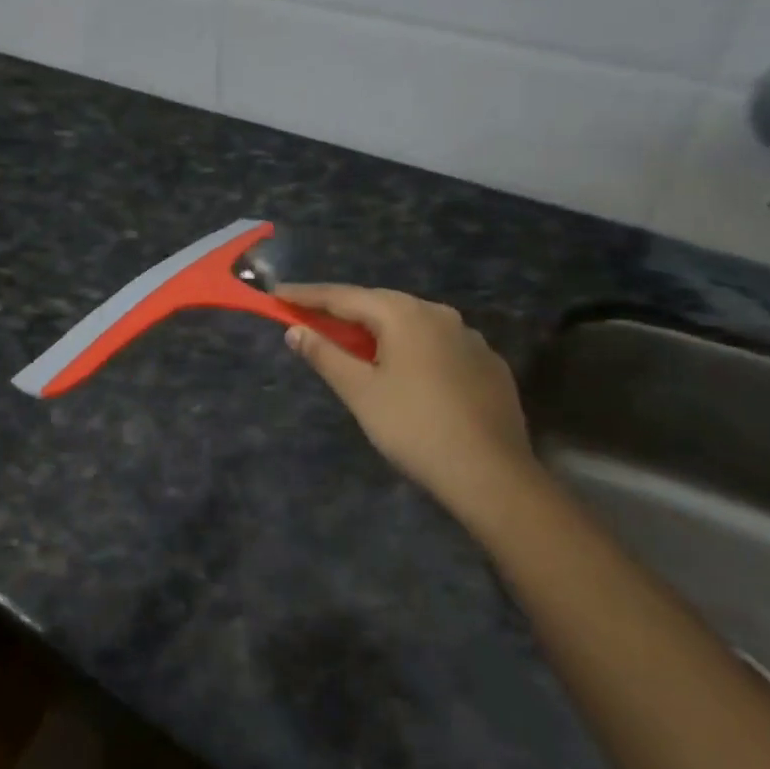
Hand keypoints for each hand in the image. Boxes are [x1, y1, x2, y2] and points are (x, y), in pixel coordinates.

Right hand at [277, 285, 534, 520]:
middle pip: (380, 304)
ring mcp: (469, 337)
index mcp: (403, 315)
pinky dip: (412, 347)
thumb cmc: (414, 428)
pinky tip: (406, 369)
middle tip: (311, 316)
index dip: (307, 296)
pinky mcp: (488, 363)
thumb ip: (325, 355)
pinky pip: (438, 344)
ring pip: (412, 322)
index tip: (277, 294)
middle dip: (343, 309)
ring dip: (379, 328)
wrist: (492, 474)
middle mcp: (439, 314)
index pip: (344, 296)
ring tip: (355, 342)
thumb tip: (294, 330)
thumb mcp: (360, 392)